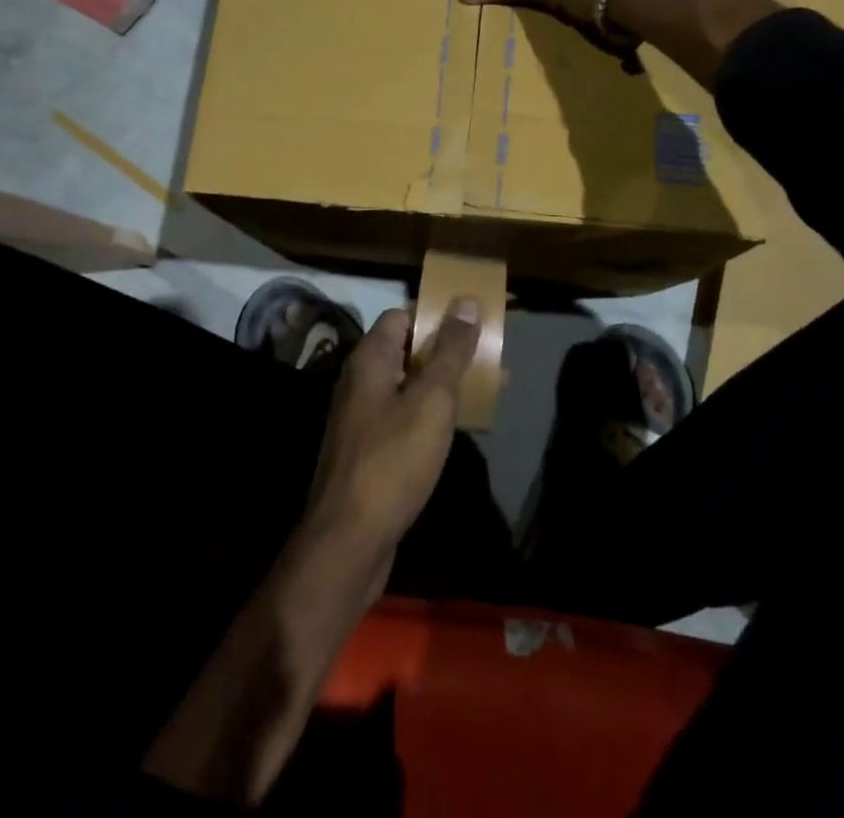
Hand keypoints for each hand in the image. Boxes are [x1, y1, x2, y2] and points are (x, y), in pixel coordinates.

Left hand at [300, 299, 480, 598]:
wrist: (349, 541)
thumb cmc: (393, 460)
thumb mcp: (432, 400)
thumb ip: (450, 350)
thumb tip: (464, 301)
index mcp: (370, 359)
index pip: (402, 316)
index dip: (438, 314)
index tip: (476, 320)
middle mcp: (362, 381)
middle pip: (410, 349)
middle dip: (452, 349)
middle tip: (494, 354)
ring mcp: (365, 417)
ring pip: (412, 384)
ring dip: (449, 382)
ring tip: (493, 386)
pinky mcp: (372, 450)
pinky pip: (409, 415)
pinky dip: (436, 413)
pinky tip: (464, 425)